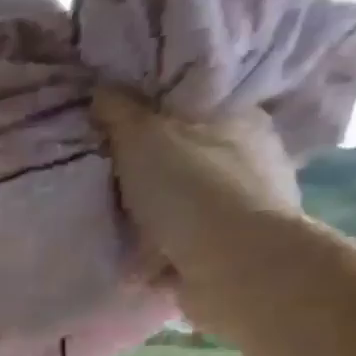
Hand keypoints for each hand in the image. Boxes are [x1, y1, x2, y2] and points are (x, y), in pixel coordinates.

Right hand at [91, 88, 303, 298]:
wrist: (234, 267)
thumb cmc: (192, 190)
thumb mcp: (143, 138)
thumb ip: (120, 112)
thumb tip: (102, 88)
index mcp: (240, 118)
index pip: (196, 105)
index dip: (157, 115)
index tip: (120, 130)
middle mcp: (253, 158)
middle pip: (190, 157)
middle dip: (156, 172)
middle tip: (112, 182)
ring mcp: (248, 208)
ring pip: (190, 205)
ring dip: (160, 219)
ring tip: (118, 228)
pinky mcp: (236, 252)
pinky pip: (188, 247)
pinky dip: (165, 255)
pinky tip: (136, 263)